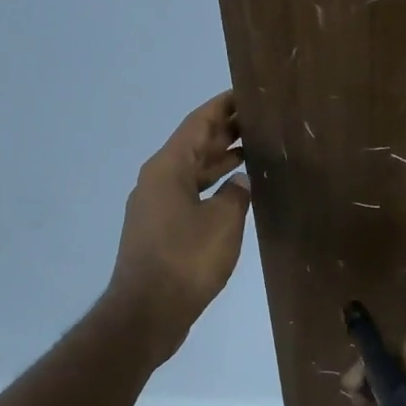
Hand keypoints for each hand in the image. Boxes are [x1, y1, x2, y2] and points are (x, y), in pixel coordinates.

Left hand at [108, 91, 251, 361]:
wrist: (147, 312)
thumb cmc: (186, 260)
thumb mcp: (222, 222)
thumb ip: (236, 194)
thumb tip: (239, 182)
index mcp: (167, 168)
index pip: (197, 123)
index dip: (222, 107)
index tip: (246, 93)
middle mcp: (157, 180)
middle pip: (193, 145)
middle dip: (224, 132)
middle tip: (259, 121)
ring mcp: (155, 206)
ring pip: (191, 171)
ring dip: (219, 160)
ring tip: (253, 150)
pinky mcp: (159, 230)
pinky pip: (189, 194)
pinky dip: (212, 187)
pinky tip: (235, 193)